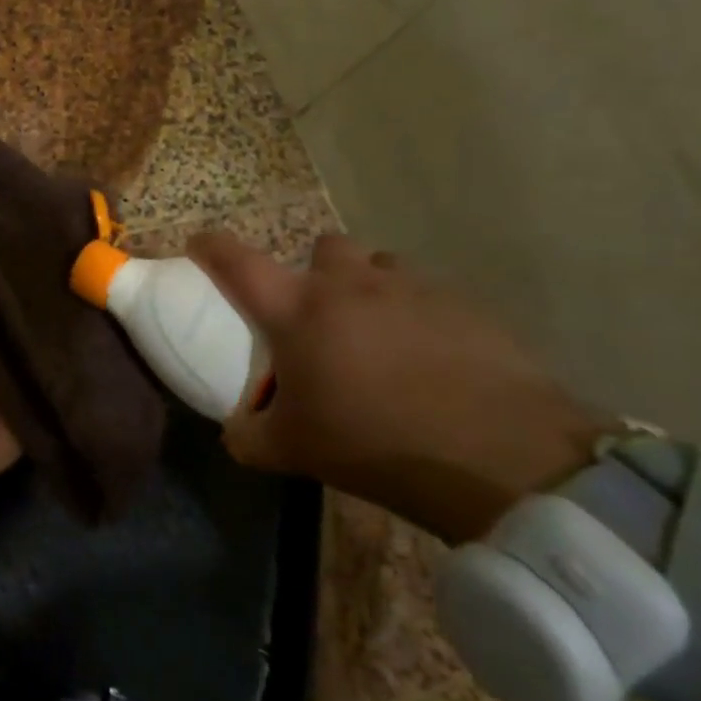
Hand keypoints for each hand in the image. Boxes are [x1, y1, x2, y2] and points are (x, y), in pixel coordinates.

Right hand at [190, 231, 613, 543]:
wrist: (501, 457)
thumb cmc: (376, 444)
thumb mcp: (294, 452)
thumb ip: (250, 436)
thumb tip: (234, 432)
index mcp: (297, 310)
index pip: (237, 262)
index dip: (211, 246)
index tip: (199, 243)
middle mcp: (349, 284)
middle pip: (322, 247)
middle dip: (316, 270)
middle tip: (321, 316)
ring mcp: (411, 289)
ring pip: (379, 266)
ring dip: (370, 288)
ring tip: (380, 336)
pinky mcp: (464, 305)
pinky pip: (428, 295)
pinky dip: (418, 315)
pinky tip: (432, 360)